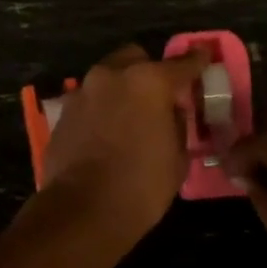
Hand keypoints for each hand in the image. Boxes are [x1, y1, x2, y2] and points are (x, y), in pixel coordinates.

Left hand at [40, 44, 209, 241]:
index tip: (203, 57)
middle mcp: (112, 76)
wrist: (82, 210)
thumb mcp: (177, 157)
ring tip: (129, 116)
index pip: (181, 63)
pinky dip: (100, 109)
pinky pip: (89, 101)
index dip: (196, 61)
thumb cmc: (141, 185)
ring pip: (107, 78)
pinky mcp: (63, 112)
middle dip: (148, 70)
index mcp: (148, 82)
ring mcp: (82, 91)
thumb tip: (171, 112)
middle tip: (158, 95)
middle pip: (135, 58)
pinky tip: (106, 133)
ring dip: (121, 90)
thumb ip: (177, 124)